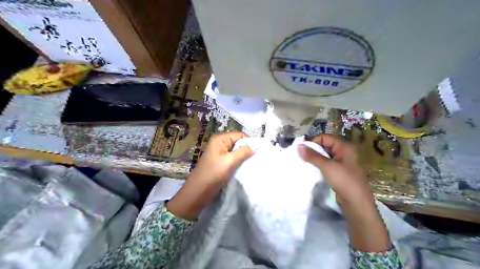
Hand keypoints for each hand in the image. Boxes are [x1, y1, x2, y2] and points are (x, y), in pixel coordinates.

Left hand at [166, 131, 251, 220]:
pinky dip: (238, 161)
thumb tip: (257, 145)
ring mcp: (219, 152)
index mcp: (220, 139)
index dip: (250, 142)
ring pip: (236, 151)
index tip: (259, 151)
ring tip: (252, 163)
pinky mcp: (219, 161)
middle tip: (257, 158)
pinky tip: (245, 167)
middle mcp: (219, 143)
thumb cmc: (213, 174)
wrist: (197, 192)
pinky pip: (232, 158)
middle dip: (247, 149)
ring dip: (243, 156)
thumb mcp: (230, 161)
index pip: (240, 135)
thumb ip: (244, 152)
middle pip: (238, 142)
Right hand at [299, 133, 372, 205]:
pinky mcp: (342, 170)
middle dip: (314, 150)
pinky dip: (321, 164)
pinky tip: (315, 169)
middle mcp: (345, 151)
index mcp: (345, 146)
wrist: (357, 203)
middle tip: (304, 157)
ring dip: (317, 158)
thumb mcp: (326, 166)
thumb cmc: (343, 180)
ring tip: (308, 163)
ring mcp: (344, 161)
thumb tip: (298, 145)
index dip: (313, 142)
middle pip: (326, 145)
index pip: (325, 137)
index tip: (304, 151)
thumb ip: (312, 155)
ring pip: (326, 154)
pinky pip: (329, 162)